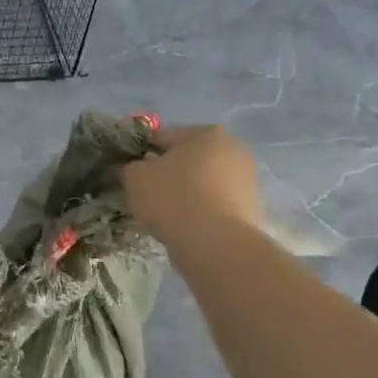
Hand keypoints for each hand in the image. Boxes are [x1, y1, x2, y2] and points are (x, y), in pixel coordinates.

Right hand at [122, 125, 258, 242]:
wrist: (216, 245)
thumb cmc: (173, 199)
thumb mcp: (134, 177)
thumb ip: (127, 167)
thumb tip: (128, 169)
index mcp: (206, 133)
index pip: (161, 138)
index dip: (140, 155)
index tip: (129, 174)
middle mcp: (233, 149)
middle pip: (186, 159)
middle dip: (166, 173)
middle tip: (146, 194)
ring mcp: (246, 180)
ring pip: (200, 182)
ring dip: (183, 192)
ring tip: (164, 214)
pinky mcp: (250, 208)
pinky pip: (213, 203)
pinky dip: (198, 210)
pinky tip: (183, 226)